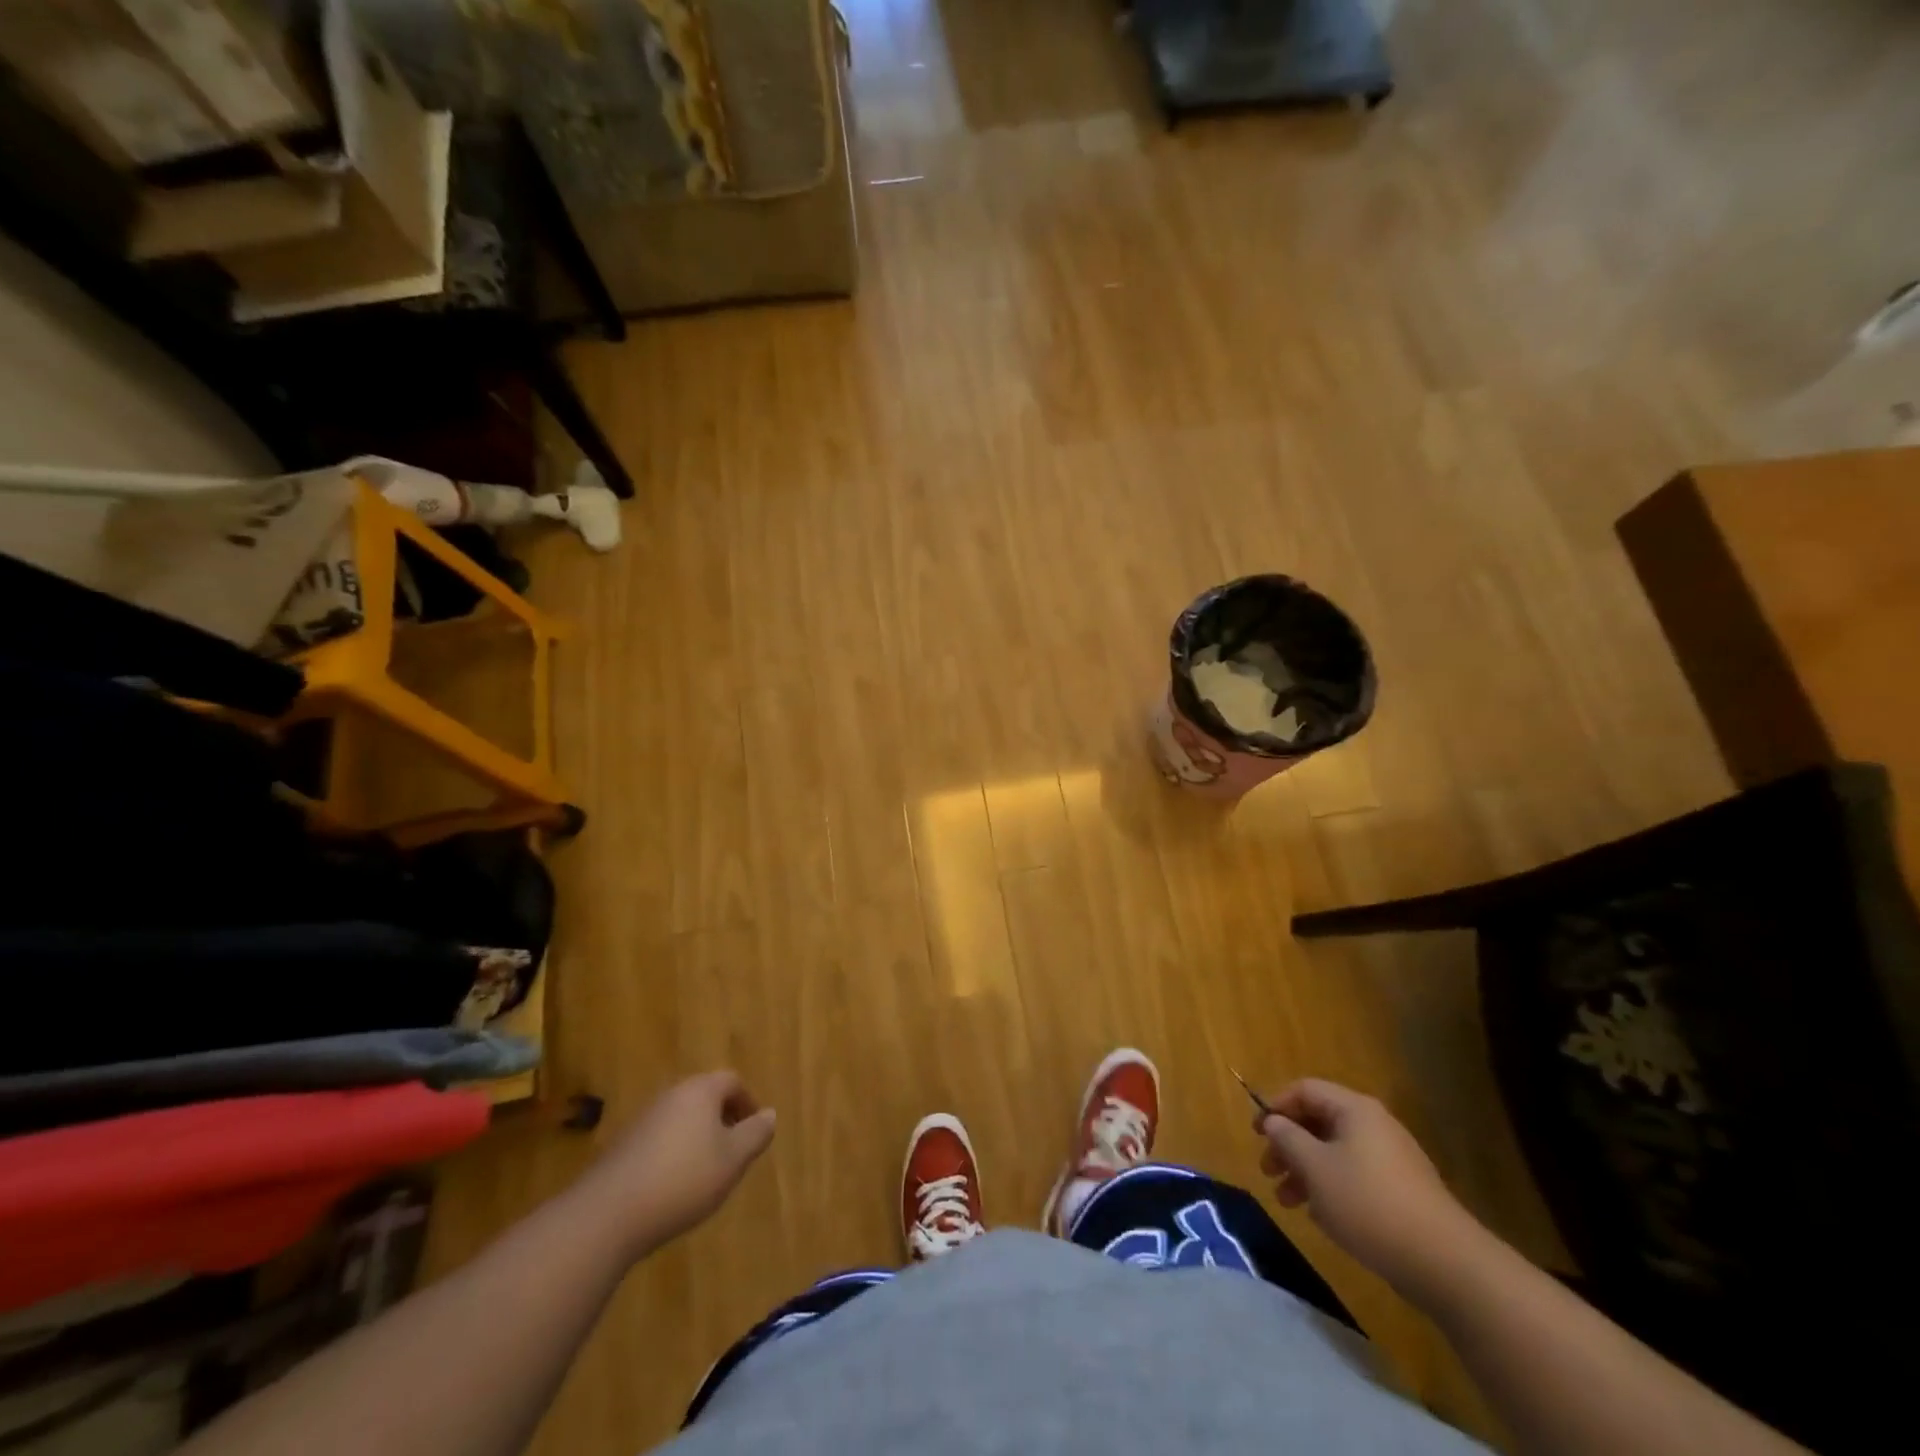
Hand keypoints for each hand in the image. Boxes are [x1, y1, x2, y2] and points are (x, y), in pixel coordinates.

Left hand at [582, 1070, 776, 1253]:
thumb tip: (769, 1114)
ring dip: (697, 1138)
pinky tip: (673, 1187)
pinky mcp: (622, 1147)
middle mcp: (670, 1095)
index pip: (732, 1081)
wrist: (607, 1215)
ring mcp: (643, 1120)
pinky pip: (659, 1140)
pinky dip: (673, 1154)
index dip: (748, 1103)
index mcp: (700, 1091)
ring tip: (705, 1173)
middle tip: (733, 1152)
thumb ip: (755, 1134)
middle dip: (723, 1120)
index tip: (754, 1131)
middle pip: (704, 1097)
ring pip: (681, 1119)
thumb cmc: (683, 1179)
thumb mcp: (733, 1160)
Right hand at [1255, 1078, 1480, 1295]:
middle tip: (1268, 1171)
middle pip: (1319, 1121)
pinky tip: (1320, 1217)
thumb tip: (1274, 1121)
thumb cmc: (1368, 1203)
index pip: (1305, 1089)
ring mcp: (1392, 1159)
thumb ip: (1287, 1138)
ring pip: (1335, 1153)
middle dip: (1288, 1144)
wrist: (1445, 1264)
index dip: (1276, 1105)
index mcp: (1354, 1110)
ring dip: (1305, 1170)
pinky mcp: (1402, 1192)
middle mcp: (1374, 1126)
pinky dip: (1331, 1188)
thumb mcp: (1315, 1168)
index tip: (1257, 1133)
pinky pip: (1355, 1176)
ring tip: (1287, 1201)